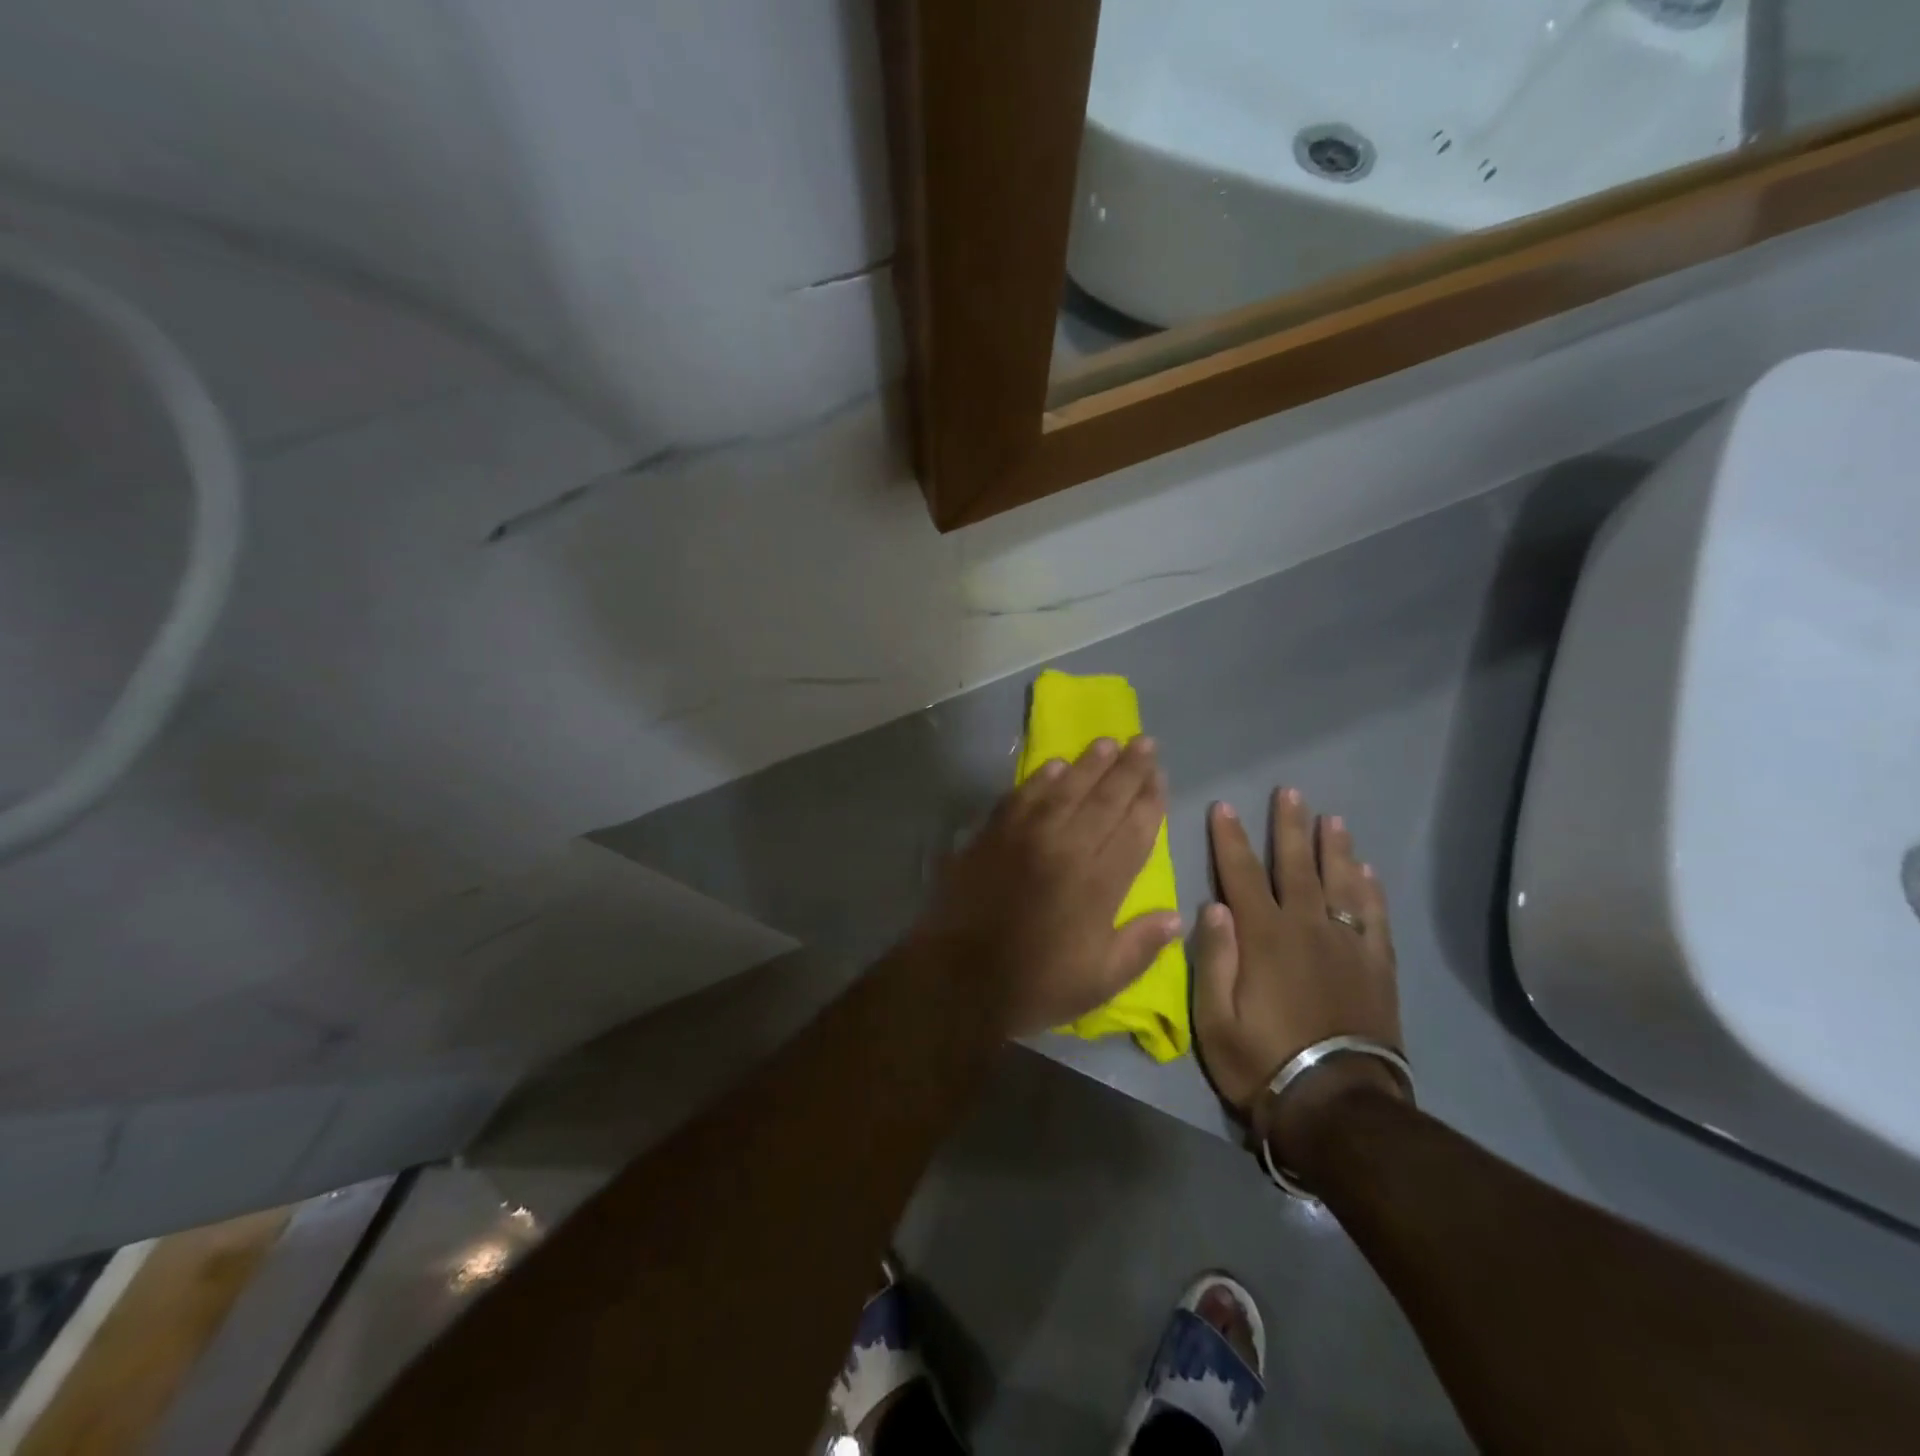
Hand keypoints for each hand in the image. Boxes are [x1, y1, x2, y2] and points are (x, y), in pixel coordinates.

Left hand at [911, 737, 1181, 1039]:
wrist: (957, 977)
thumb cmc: (1035, 984)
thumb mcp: (1100, 981)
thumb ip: (1140, 946)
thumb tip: (1175, 916)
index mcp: (1099, 883)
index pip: (1135, 829)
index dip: (1150, 800)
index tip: (1161, 775)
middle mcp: (1067, 848)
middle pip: (1105, 799)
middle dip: (1129, 769)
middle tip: (1145, 742)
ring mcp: (1026, 837)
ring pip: (1065, 789)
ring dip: (1089, 763)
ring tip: (1108, 742)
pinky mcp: (992, 835)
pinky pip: (1022, 797)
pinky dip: (1041, 779)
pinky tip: (1054, 766)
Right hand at [1193, 788, 1405, 1165]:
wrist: (1337, 1106)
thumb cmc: (1262, 1060)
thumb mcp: (1214, 1017)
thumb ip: (1213, 957)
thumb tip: (1213, 905)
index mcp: (1263, 936)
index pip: (1241, 874)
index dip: (1231, 838)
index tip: (1225, 806)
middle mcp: (1306, 928)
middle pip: (1296, 866)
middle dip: (1289, 827)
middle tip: (1290, 792)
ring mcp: (1346, 946)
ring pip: (1340, 884)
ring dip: (1334, 849)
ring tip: (1332, 819)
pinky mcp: (1376, 968)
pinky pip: (1374, 918)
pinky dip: (1370, 892)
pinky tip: (1367, 873)